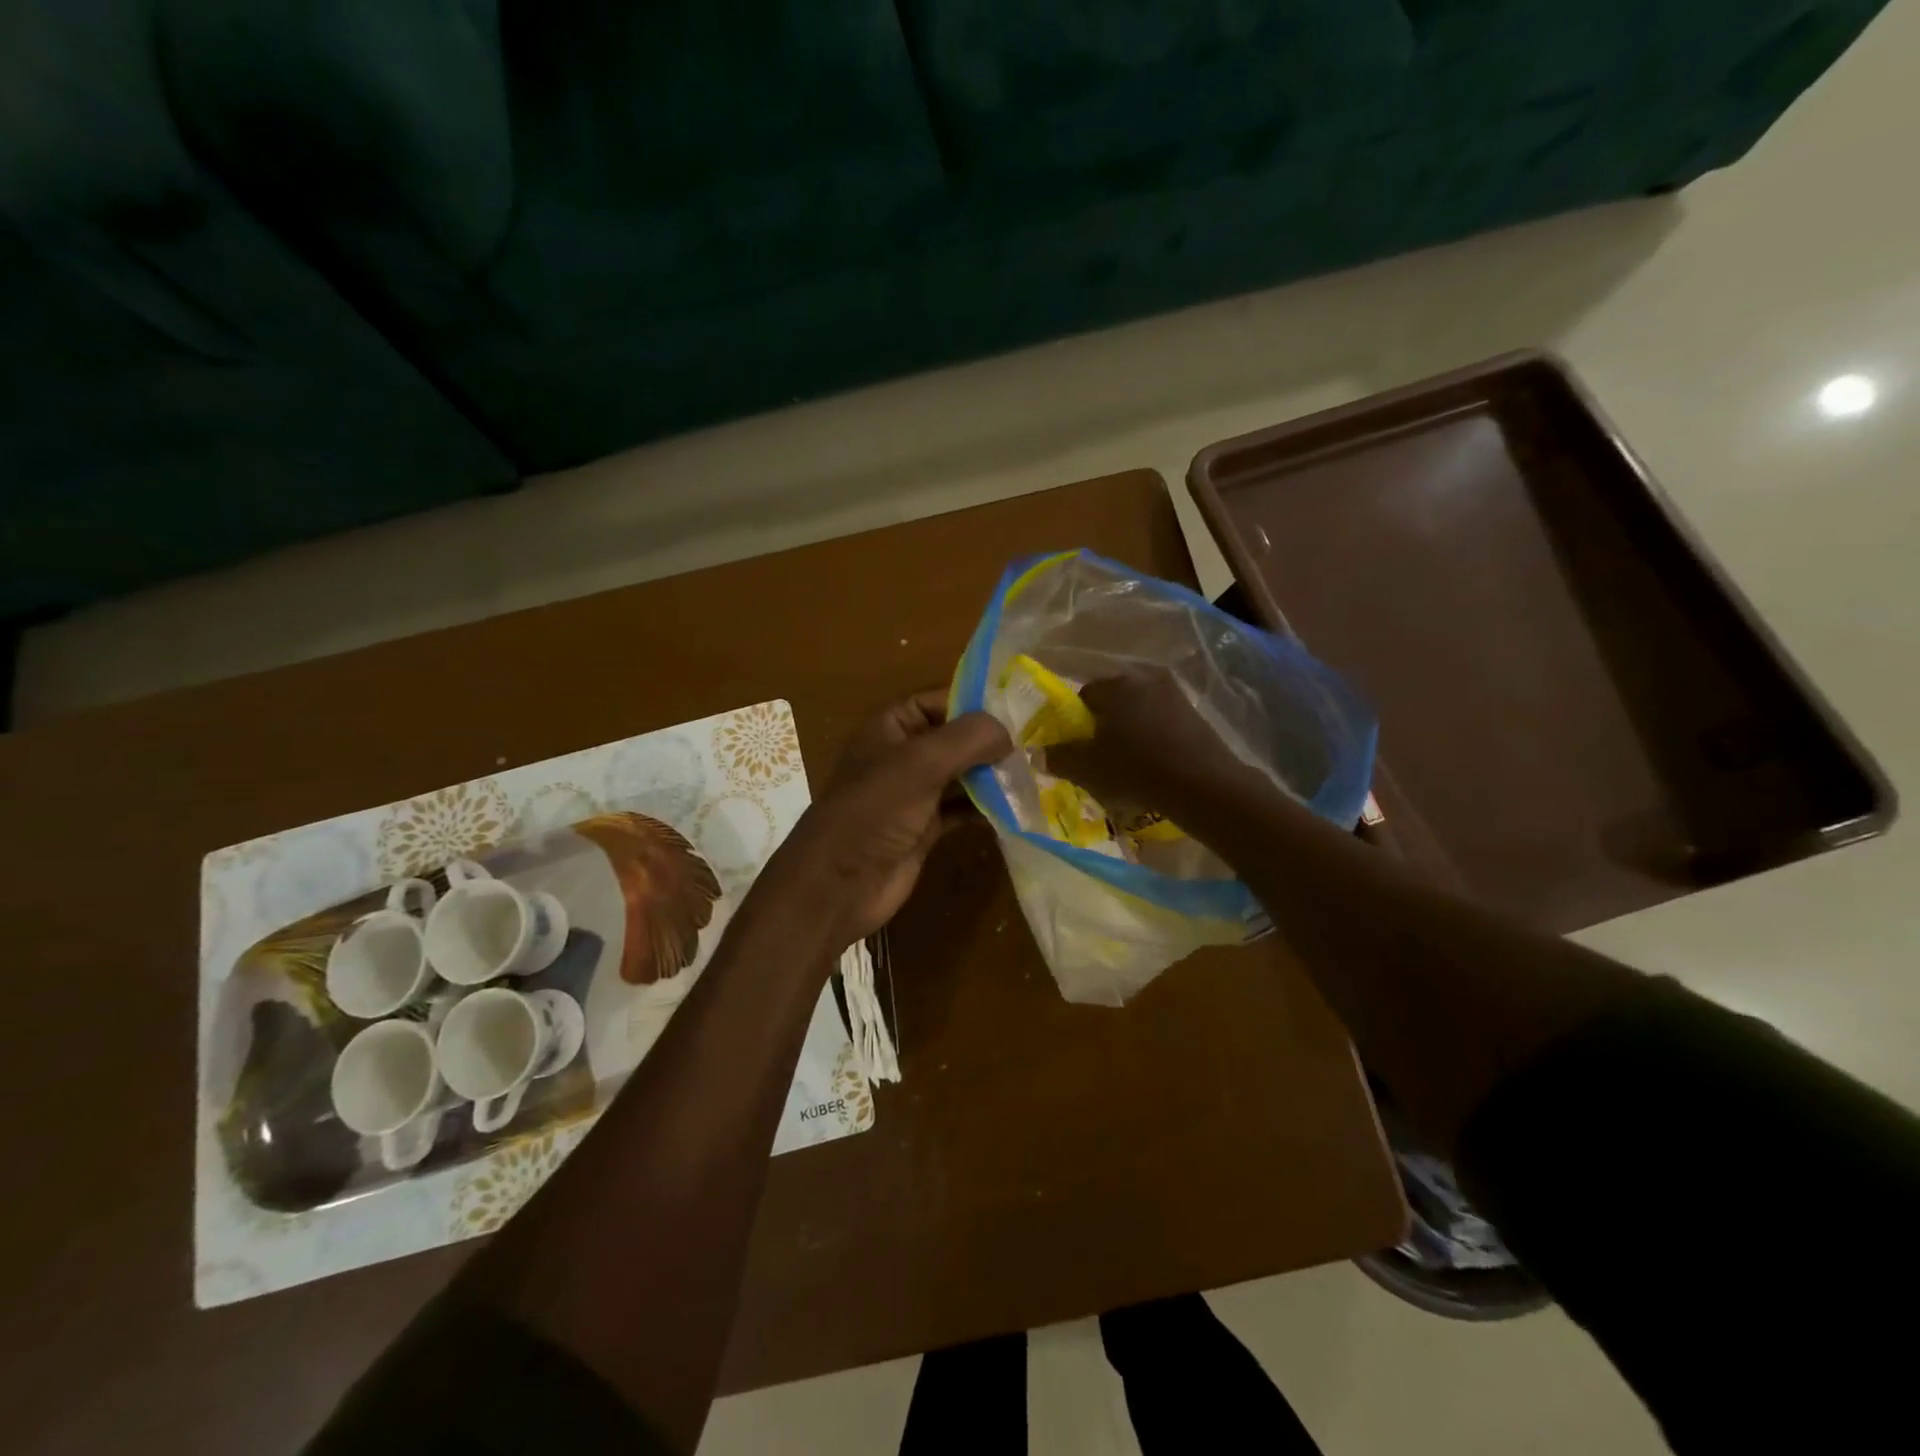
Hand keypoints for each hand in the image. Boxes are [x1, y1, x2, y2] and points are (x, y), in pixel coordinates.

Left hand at [758, 691, 1011, 952]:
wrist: (838, 884)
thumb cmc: (873, 811)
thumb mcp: (919, 763)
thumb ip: (967, 739)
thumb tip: (1008, 733)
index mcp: (891, 727)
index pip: (940, 701)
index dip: (977, 703)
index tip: (1022, 710)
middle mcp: (902, 755)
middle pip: (956, 739)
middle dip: (992, 743)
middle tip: (1037, 746)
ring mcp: (913, 793)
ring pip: (962, 775)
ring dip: (993, 776)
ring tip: (1035, 775)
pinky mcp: (925, 827)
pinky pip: (961, 808)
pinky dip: (986, 808)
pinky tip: (1016, 808)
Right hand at [1046, 669, 1252, 822]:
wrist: (1203, 785)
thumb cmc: (1135, 768)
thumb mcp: (1086, 768)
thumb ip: (1058, 757)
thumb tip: (1038, 753)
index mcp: (1116, 685)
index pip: (1084, 694)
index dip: (1076, 721)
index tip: (1078, 747)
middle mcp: (1146, 680)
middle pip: (1114, 701)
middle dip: (1104, 725)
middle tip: (1100, 757)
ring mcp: (1176, 696)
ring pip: (1140, 712)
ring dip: (1131, 732)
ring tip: (1129, 765)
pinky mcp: (1197, 716)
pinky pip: (1164, 724)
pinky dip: (1155, 740)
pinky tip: (1155, 766)